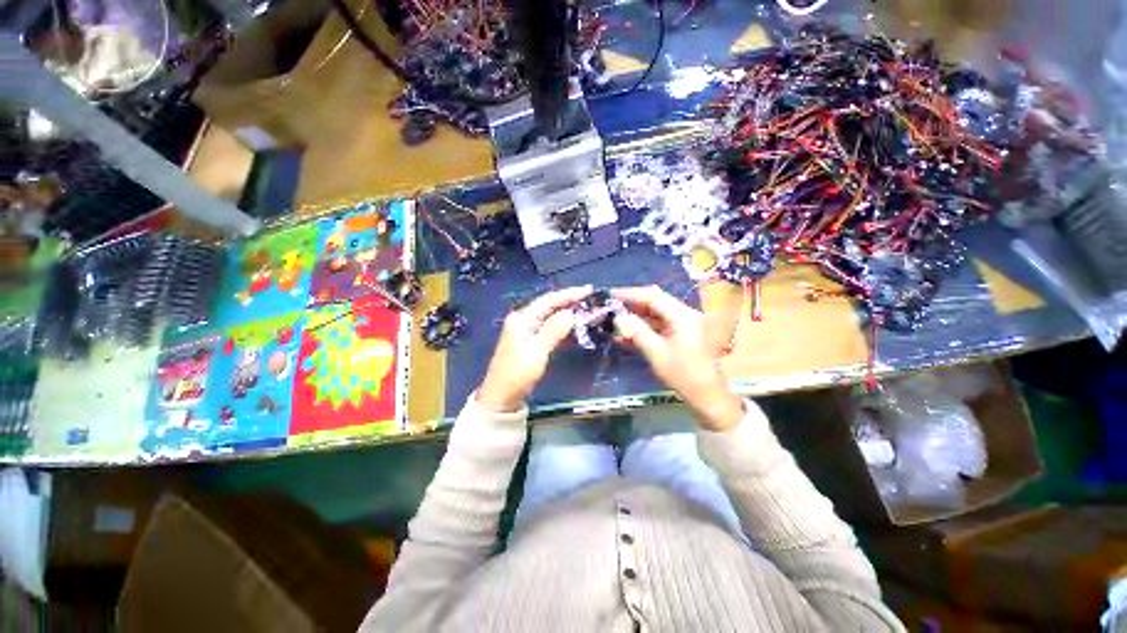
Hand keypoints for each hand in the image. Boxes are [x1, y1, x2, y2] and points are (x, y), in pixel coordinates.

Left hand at [477, 286, 591, 412]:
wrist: (501, 397)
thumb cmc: (517, 374)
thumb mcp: (537, 351)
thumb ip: (553, 330)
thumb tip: (571, 313)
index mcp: (522, 318)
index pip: (548, 300)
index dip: (569, 294)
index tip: (588, 290)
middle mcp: (523, 319)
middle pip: (549, 305)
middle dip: (569, 301)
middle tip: (590, 298)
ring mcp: (526, 330)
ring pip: (550, 316)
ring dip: (567, 312)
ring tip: (586, 309)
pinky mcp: (530, 340)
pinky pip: (549, 327)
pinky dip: (562, 325)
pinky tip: (574, 325)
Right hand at [612, 286, 744, 431]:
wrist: (707, 397)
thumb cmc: (683, 374)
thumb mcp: (656, 353)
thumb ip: (637, 331)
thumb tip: (619, 317)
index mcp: (682, 315)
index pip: (653, 296)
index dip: (630, 294)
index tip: (611, 294)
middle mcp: (684, 315)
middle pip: (654, 303)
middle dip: (632, 305)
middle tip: (611, 308)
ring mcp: (683, 326)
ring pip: (655, 315)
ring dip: (635, 319)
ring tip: (614, 323)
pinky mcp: (680, 336)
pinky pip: (658, 327)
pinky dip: (643, 330)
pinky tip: (625, 336)